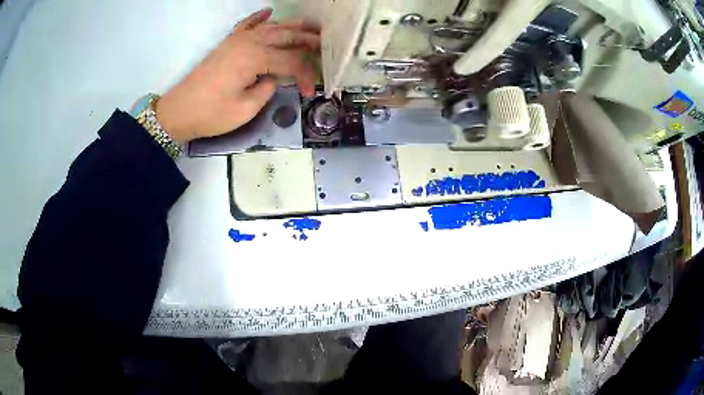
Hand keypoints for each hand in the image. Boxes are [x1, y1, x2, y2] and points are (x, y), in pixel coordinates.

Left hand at [155, 8, 319, 142]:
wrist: (178, 111)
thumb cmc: (211, 114)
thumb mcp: (245, 109)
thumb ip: (267, 89)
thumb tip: (273, 78)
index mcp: (256, 58)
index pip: (291, 62)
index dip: (306, 75)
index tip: (311, 91)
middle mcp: (250, 42)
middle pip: (286, 37)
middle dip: (309, 40)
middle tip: (327, 44)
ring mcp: (237, 40)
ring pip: (271, 27)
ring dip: (293, 25)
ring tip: (312, 25)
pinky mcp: (228, 44)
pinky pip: (246, 24)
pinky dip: (258, 17)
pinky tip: (268, 12)